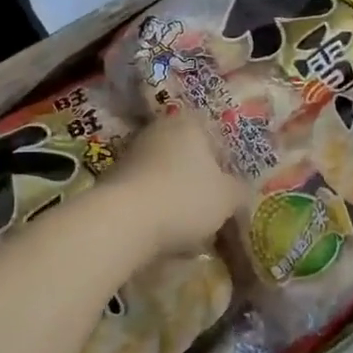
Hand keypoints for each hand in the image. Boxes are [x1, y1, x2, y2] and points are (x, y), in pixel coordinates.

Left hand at [108, 113, 249, 256]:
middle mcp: (158, 130)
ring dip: (177, 194)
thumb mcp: (228, 197)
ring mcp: (132, 153)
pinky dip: (157, 206)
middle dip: (200, 179)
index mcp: (188, 123)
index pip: (215, 134)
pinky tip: (165, 230)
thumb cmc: (185, 198)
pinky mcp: (113, 180)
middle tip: (214, 207)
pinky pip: (147, 191)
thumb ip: (239, 191)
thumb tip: (239, 192)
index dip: (226, 162)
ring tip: (191, 226)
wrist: (124, 220)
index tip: (231, 187)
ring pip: (166, 173)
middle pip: (188, 154)